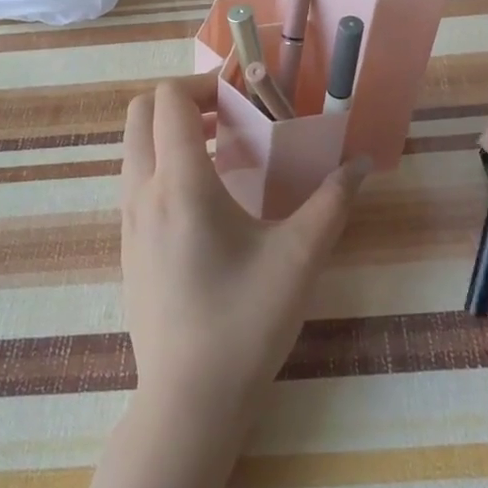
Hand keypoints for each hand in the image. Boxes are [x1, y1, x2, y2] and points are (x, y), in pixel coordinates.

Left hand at [119, 79, 370, 428]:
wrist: (188, 403)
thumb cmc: (245, 323)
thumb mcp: (299, 257)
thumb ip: (333, 201)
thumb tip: (362, 162)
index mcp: (180, 184)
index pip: (169, 100)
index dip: (204, 84)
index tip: (244, 99)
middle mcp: (142, 193)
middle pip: (140, 113)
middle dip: (183, 101)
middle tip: (230, 116)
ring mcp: (127, 221)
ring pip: (134, 147)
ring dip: (171, 132)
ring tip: (223, 152)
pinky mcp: (126, 246)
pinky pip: (135, 179)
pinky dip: (163, 163)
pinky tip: (207, 199)